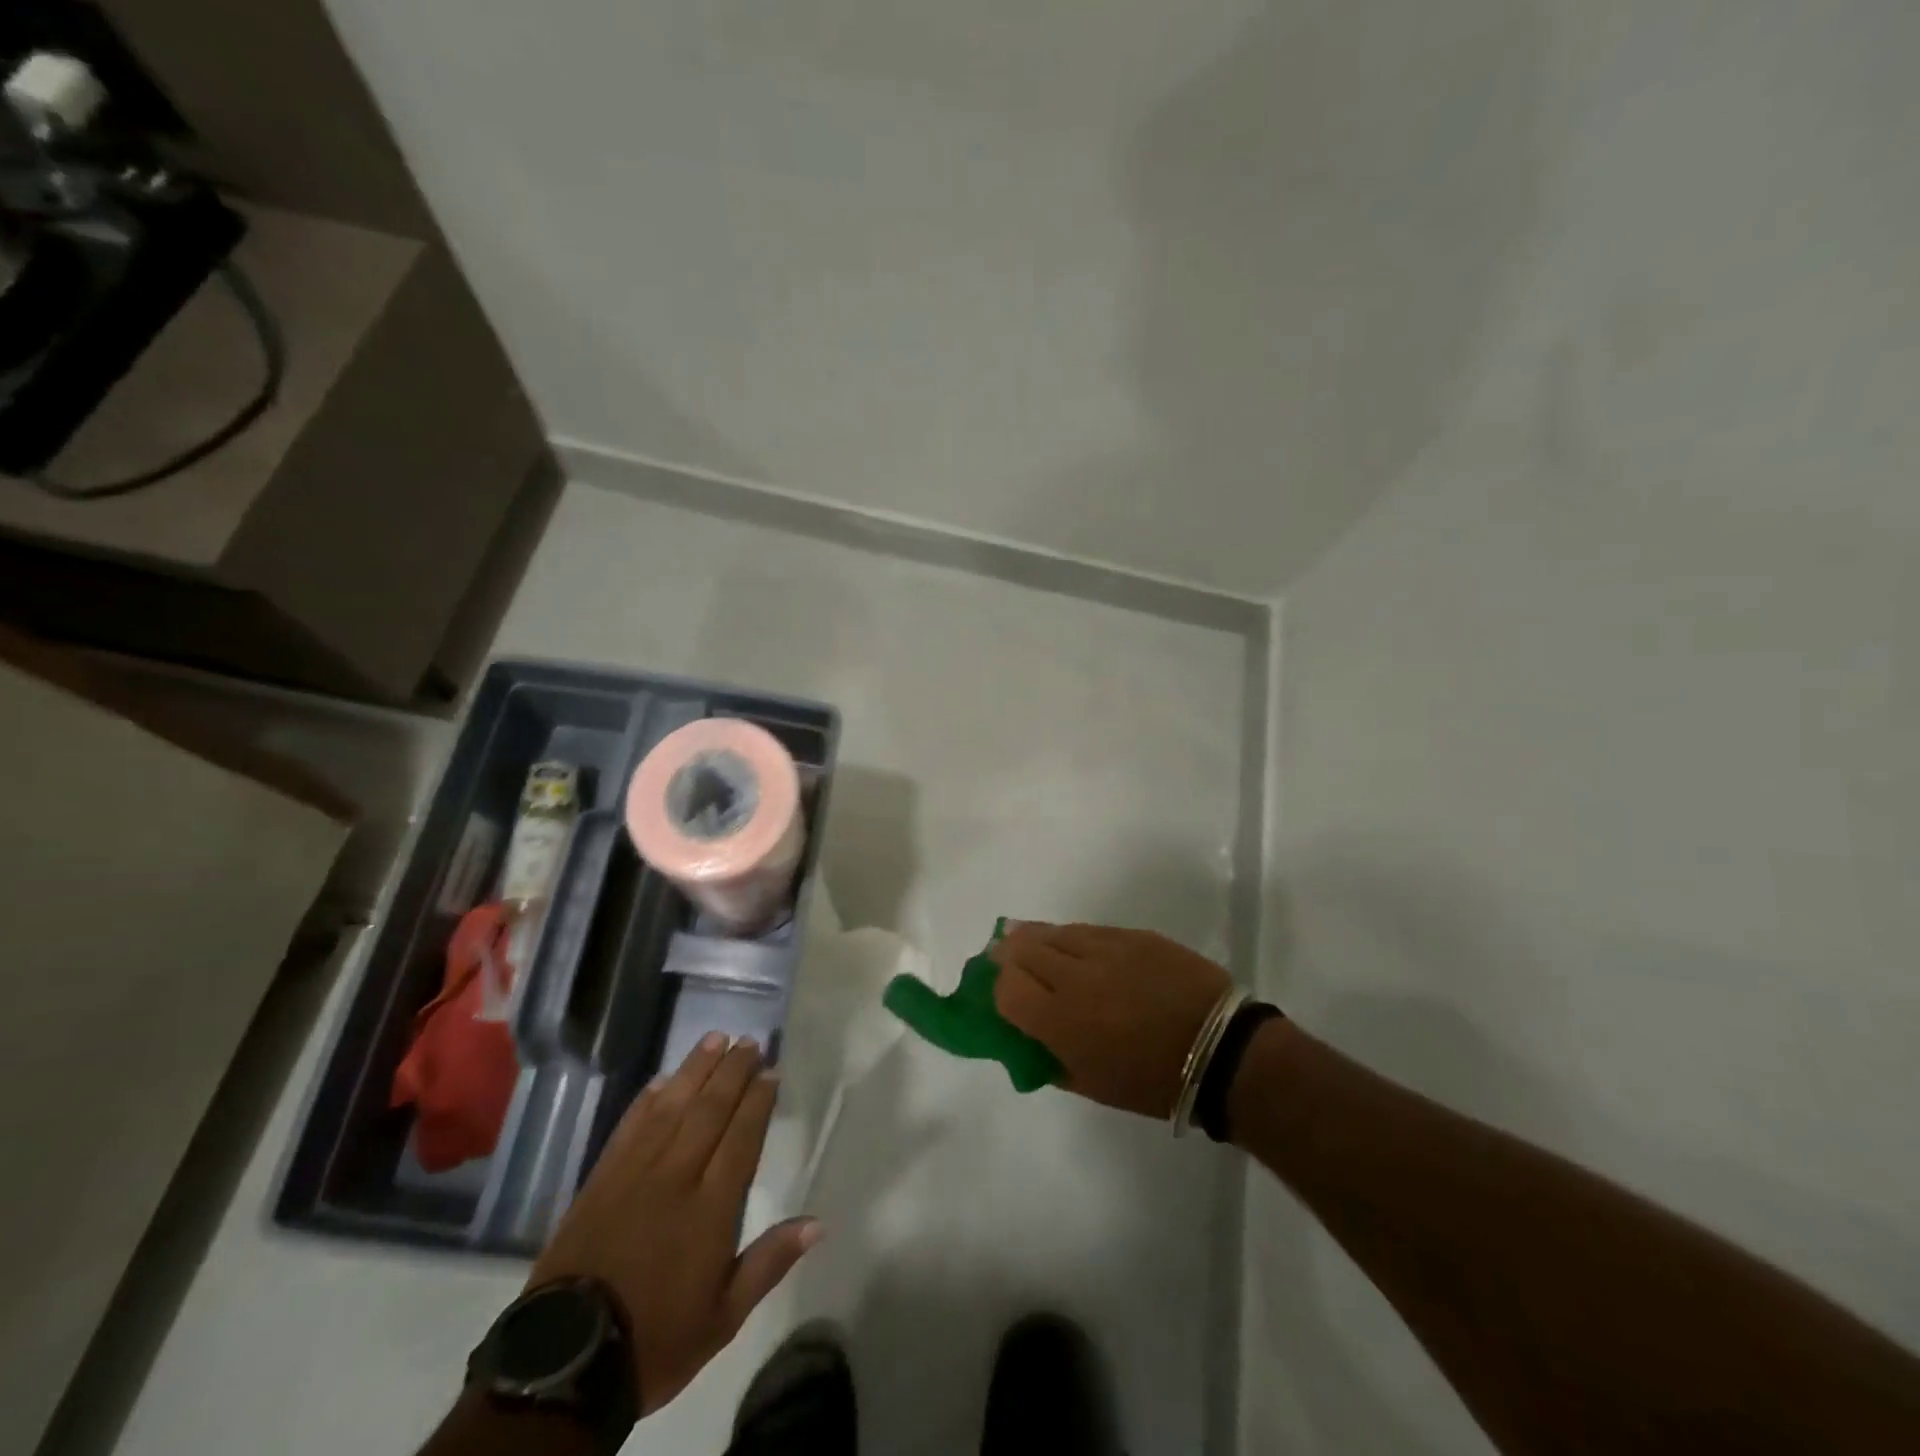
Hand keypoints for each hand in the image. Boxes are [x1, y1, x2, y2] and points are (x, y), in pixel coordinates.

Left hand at [528, 1032, 820, 1414]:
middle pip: (710, 1109)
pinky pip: (630, 1125)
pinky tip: (663, 1079)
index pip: (742, 1136)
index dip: (758, 1100)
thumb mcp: (723, 1317)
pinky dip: (648, 1098)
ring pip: (672, 1106)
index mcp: (710, 1208)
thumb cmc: (656, 1339)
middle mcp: (676, 1176)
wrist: (566, 1363)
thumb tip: (818, 1223)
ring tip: (715, 1038)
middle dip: (733, 1071)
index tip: (771, 1071)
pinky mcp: (601, 1178)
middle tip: (750, 1042)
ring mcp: (635, 1173)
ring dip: (696, 1069)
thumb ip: (770, 1262)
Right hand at [989, 922, 1231, 1117]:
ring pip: (1054, 932)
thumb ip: (1050, 1059)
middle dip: (1007, 954)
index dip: (997, 988)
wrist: (1221, 1049)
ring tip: (1027, 940)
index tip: (1002, 993)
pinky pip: (1088, 929)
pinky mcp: (1132, 935)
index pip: (1006, 988)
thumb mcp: (1091, 1084)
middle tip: (1003, 956)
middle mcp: (1076, 976)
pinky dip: (1071, 936)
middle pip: (1022, 949)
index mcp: (1061, 1020)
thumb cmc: (1153, 1081)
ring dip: (1035, 938)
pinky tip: (1071, 943)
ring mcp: (1105, 949)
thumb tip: (1029, 1038)